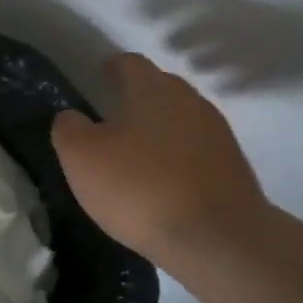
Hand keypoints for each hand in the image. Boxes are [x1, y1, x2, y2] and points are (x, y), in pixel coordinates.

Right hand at [52, 53, 266, 268]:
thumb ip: (69, 129)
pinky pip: (197, 150)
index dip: (112, 67)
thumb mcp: (82, 158)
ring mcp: (217, 134)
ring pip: (181, 119)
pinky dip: (179, 157)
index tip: (99, 77)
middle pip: (160, 87)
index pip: (130, 63)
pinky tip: (164, 181)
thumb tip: (72, 118)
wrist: (217, 240)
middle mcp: (190, 101)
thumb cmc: (140, 188)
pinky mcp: (233, 167)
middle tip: (113, 118)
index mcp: (152, 89)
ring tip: (138, 153)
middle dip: (138, 97)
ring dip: (160, 129)